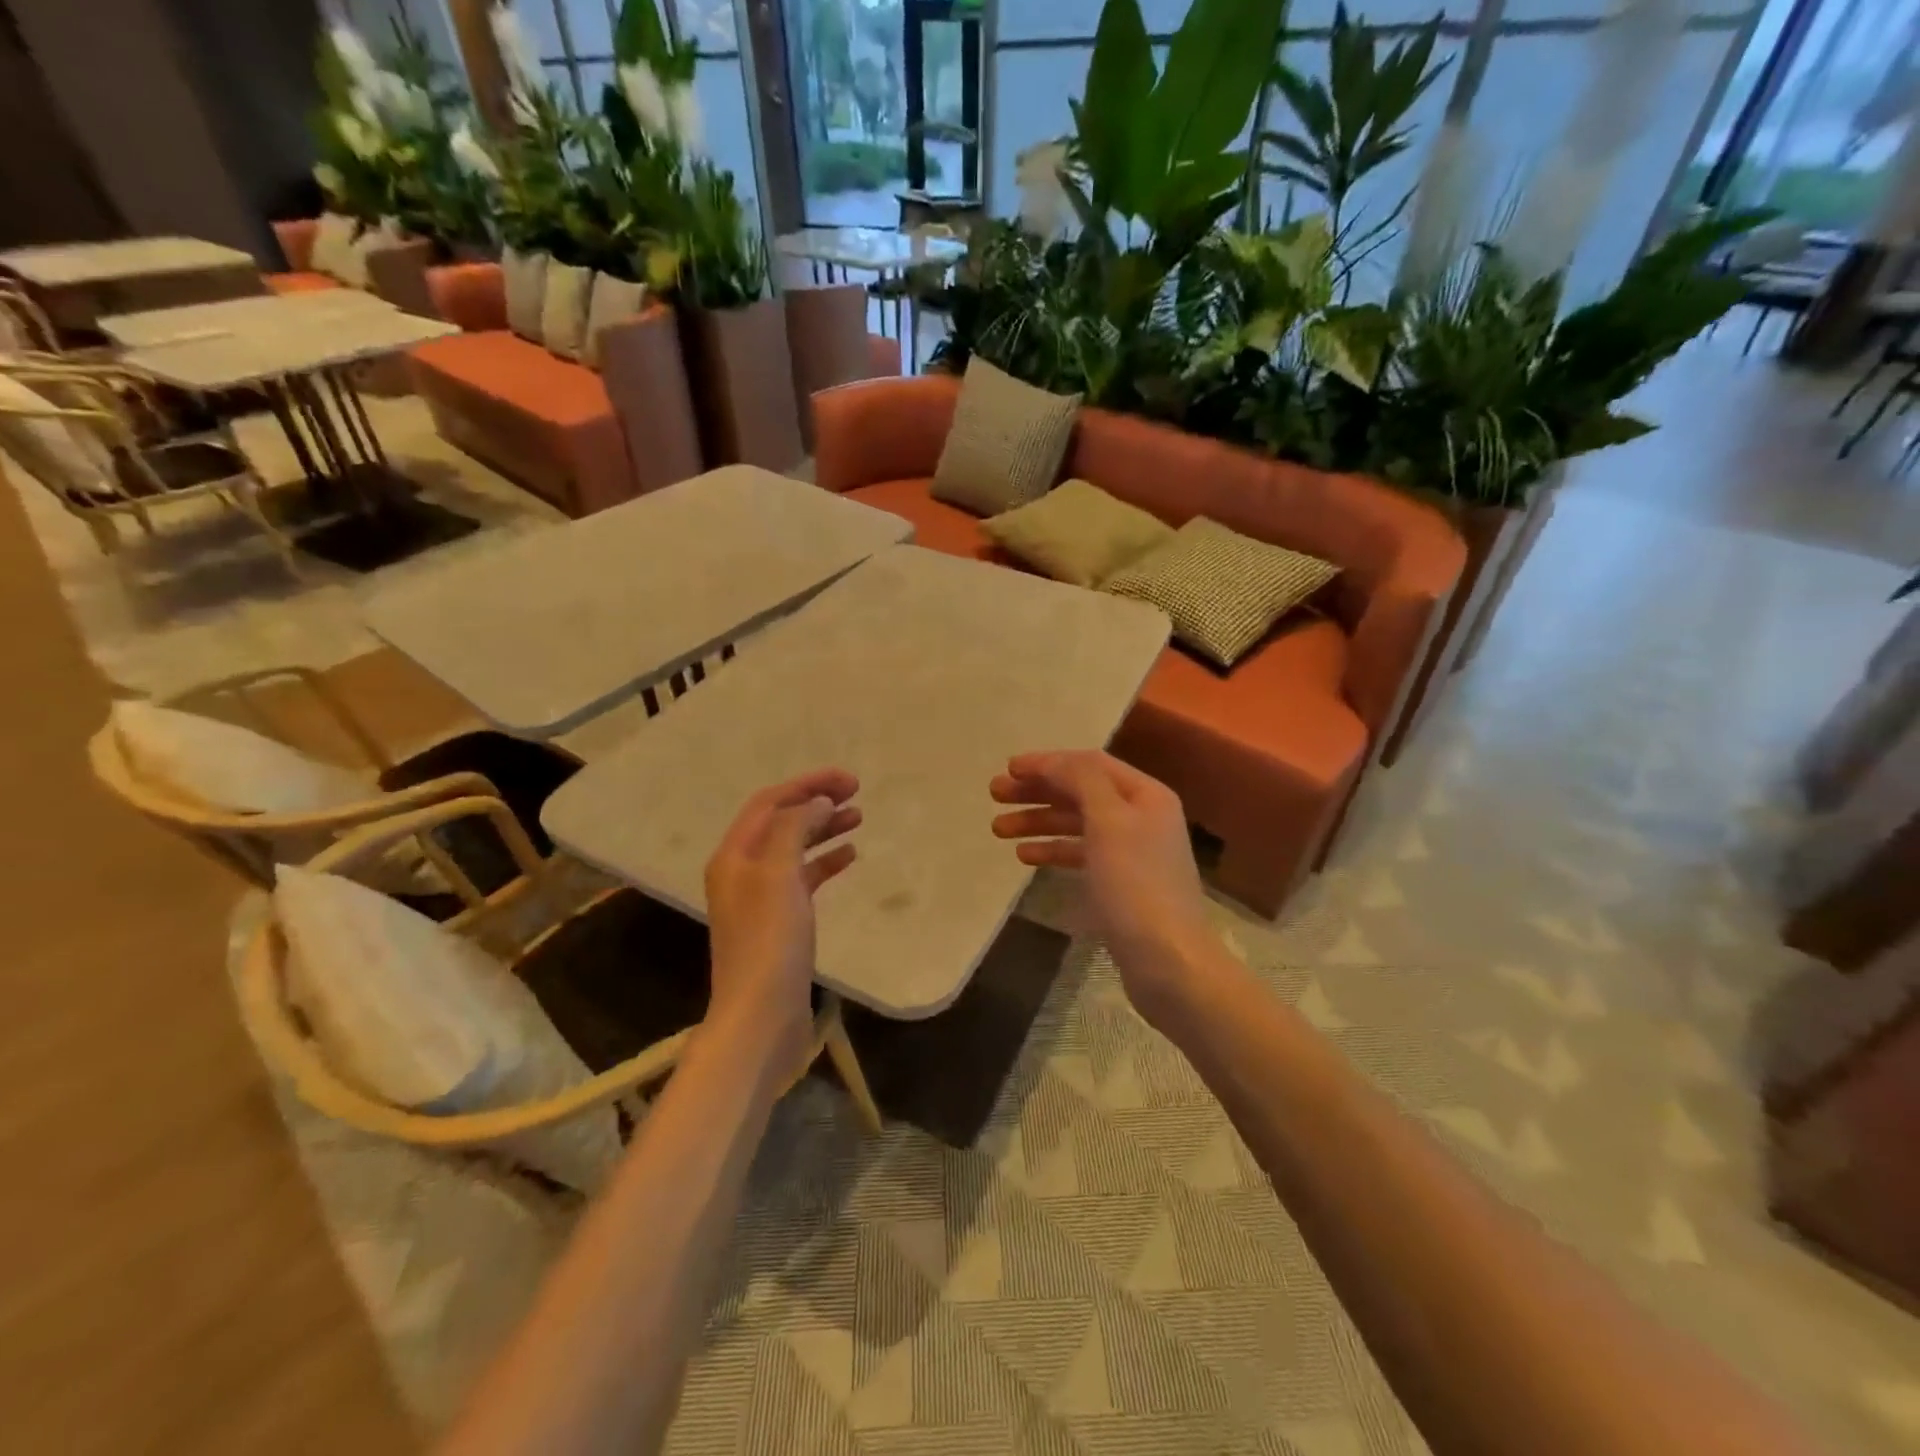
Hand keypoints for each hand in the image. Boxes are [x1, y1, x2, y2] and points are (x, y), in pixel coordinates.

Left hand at [704, 768, 860, 1069]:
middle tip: (857, 793)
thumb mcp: (779, 874)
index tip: (848, 779)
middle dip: (816, 802)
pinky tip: (849, 856)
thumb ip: (796, 828)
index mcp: (734, 855)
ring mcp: (760, 898)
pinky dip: (824, 862)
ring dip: (823, 829)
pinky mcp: (780, 922)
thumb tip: (818, 802)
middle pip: (781, 822)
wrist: (761, 1016)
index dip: (807, 784)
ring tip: (858, 817)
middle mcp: (742, 871)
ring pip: (794, 848)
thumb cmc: (769, 941)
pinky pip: (803, 879)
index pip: (770, 802)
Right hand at [990, 751, 1215, 1020]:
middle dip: (1037, 791)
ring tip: (998, 829)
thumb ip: (1082, 781)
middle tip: (995, 794)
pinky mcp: (1119, 882)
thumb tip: (1054, 761)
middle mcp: (1140, 816)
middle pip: (1081, 791)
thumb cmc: (1136, 886)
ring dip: (1038, 821)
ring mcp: (1130, 851)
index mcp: (1144, 795)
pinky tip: (1024, 855)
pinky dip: (1052, 849)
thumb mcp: (1109, 822)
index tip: (1009, 768)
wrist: (1168, 962)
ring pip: (1076, 823)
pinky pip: (1079, 854)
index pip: (1090, 764)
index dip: (1048, 762)